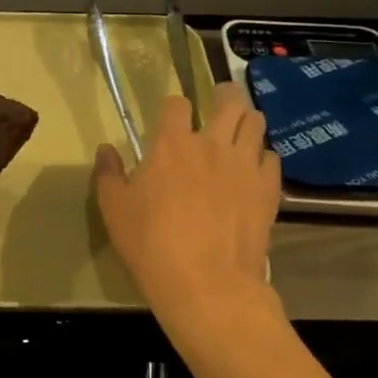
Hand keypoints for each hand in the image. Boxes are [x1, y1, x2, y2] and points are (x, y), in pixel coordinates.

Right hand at [93, 83, 281, 356]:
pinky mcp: (268, 189)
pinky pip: (272, 157)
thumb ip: (108, 174)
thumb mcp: (114, 209)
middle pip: (229, 102)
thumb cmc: (151, 243)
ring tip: (242, 127)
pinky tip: (256, 167)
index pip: (177, 104)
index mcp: (172, 144)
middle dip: (225, 95)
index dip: (174, 105)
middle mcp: (212, 144)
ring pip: (256, 123)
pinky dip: (263, 156)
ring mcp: (244, 165)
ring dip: (248, 120)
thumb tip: (106, 149)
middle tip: (222, 98)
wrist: (207, 283)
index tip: (173, 115)